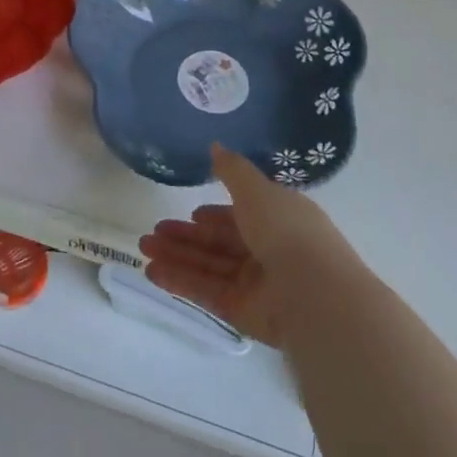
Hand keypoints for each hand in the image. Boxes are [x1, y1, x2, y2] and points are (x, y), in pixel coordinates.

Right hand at [138, 145, 342, 345]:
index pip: (242, 216)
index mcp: (278, 220)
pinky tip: (152, 272)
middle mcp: (268, 251)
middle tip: (152, 232)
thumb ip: (232, 170)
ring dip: (176, 257)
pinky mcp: (242, 311)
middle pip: (219, 243)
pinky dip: (180, 281)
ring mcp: (255, 284)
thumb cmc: (286, 230)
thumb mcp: (256, 189)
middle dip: (185, 237)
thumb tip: (215, 145)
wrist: (313, 293)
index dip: (216, 215)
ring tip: (143, 249)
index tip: (191, 213)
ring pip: (208, 266)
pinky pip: (206, 291)